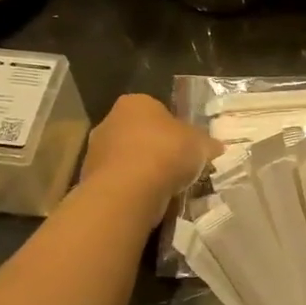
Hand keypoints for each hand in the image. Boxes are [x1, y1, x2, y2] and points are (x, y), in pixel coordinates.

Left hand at [81, 95, 220, 226]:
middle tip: (179, 168)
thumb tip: (216, 147)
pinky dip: (133, 190)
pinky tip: (150, 201)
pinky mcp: (90, 179)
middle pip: (140, 134)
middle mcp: (110, 120)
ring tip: (167, 189)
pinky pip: (120, 182)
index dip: (176, 129)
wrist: (128, 191)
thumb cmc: (166, 153)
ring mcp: (96, 151)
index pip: (158, 111)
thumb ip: (207, 143)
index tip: (187, 147)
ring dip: (144, 172)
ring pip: (128, 160)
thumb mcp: (200, 144)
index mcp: (136, 103)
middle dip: (157, 150)